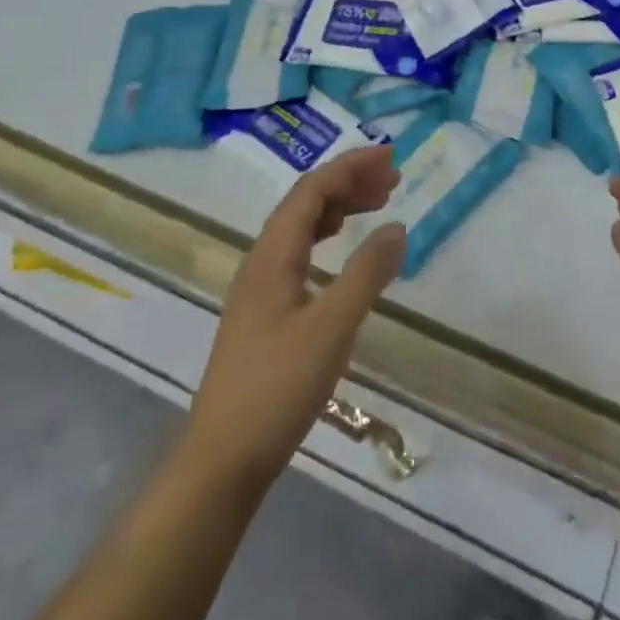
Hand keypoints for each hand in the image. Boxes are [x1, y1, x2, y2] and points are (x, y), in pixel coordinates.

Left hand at [184, 146, 405, 489]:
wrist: (222, 461)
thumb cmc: (277, 390)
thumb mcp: (331, 329)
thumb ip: (366, 274)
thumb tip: (398, 226)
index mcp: (272, 255)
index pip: (312, 190)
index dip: (351, 167)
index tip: (391, 158)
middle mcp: (261, 261)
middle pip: (305, 202)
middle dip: (349, 181)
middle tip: (393, 179)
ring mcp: (259, 287)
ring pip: (301, 226)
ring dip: (339, 207)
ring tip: (378, 203)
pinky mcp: (264, 312)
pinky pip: (299, 252)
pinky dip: (328, 237)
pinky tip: (344, 250)